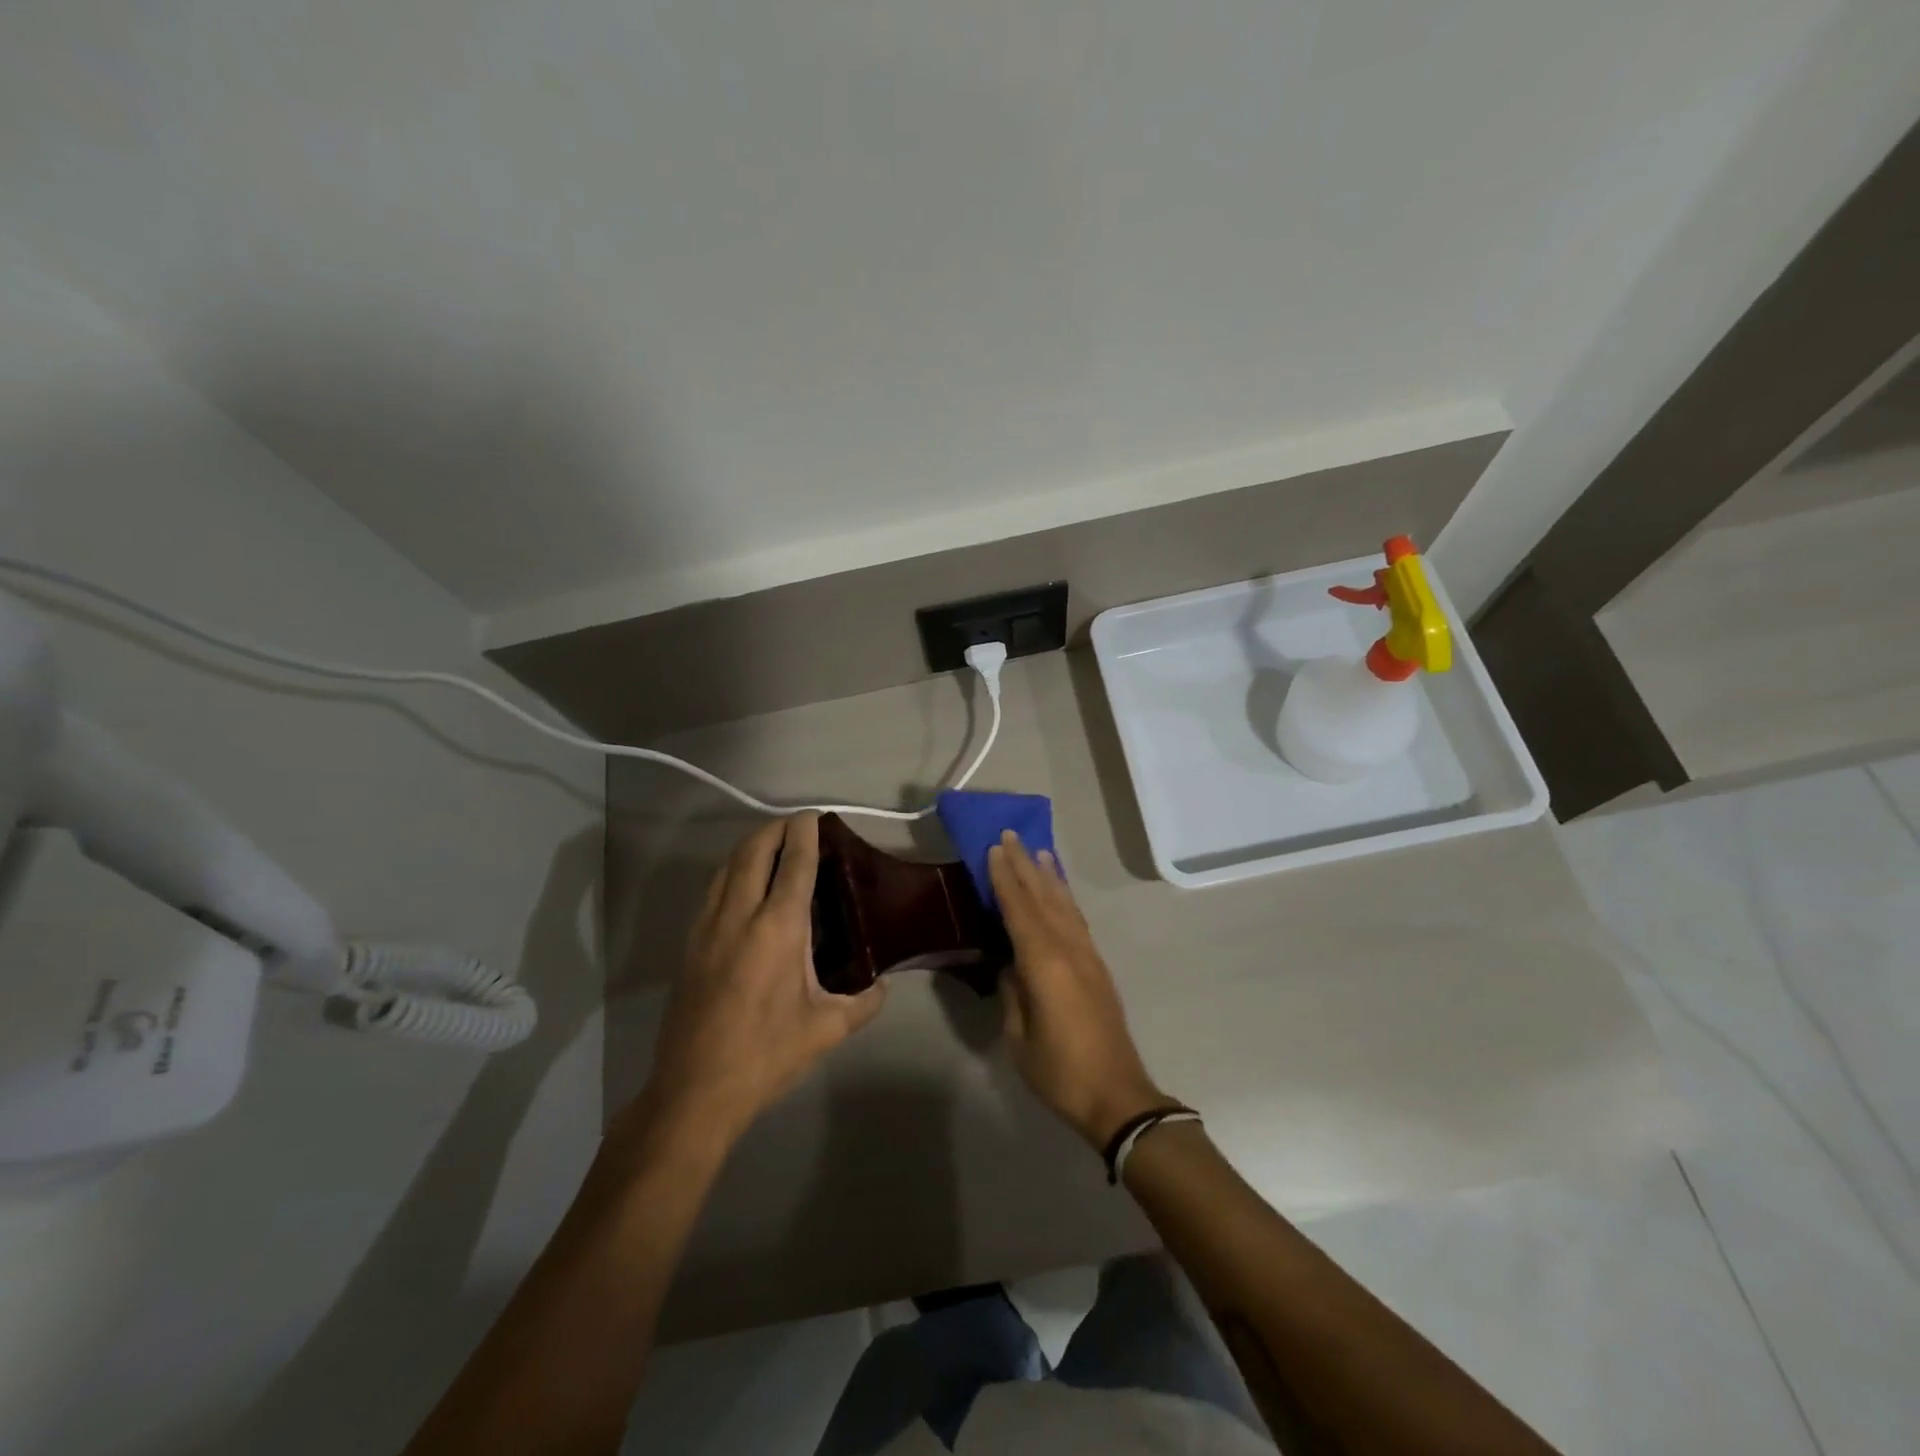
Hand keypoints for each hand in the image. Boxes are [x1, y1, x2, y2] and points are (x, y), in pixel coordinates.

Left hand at [645, 815, 886, 1140]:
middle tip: (797, 826)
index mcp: (778, 928)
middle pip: (754, 852)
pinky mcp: (690, 944)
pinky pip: (713, 890)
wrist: (695, 1090)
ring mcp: (707, 928)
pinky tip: (744, 887)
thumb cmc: (766, 1055)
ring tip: (772, 847)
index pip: (794, 864)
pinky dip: (732, 872)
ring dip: (750, 847)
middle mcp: (739, 915)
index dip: (805, 834)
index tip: (814, 817)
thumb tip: (884, 987)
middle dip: (775, 829)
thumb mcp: (825, 1030)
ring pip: (727, 867)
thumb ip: (863, 1003)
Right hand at [988, 832, 1171, 1148]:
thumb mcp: (1019, 1037)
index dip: (1005, 878)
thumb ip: (1012, 993)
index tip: (994, 848)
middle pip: (1044, 898)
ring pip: (1065, 904)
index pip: (1019, 909)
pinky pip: (1077, 920)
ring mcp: (1088, 956)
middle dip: (1026, 865)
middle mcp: (1069, 949)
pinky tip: (1060, 893)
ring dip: (1050, 876)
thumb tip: (1009, 964)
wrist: (1117, 1096)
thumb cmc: (1059, 1071)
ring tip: (1039, 850)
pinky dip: (1066, 898)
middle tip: (1011, 835)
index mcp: (1044, 964)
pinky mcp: (1097, 967)